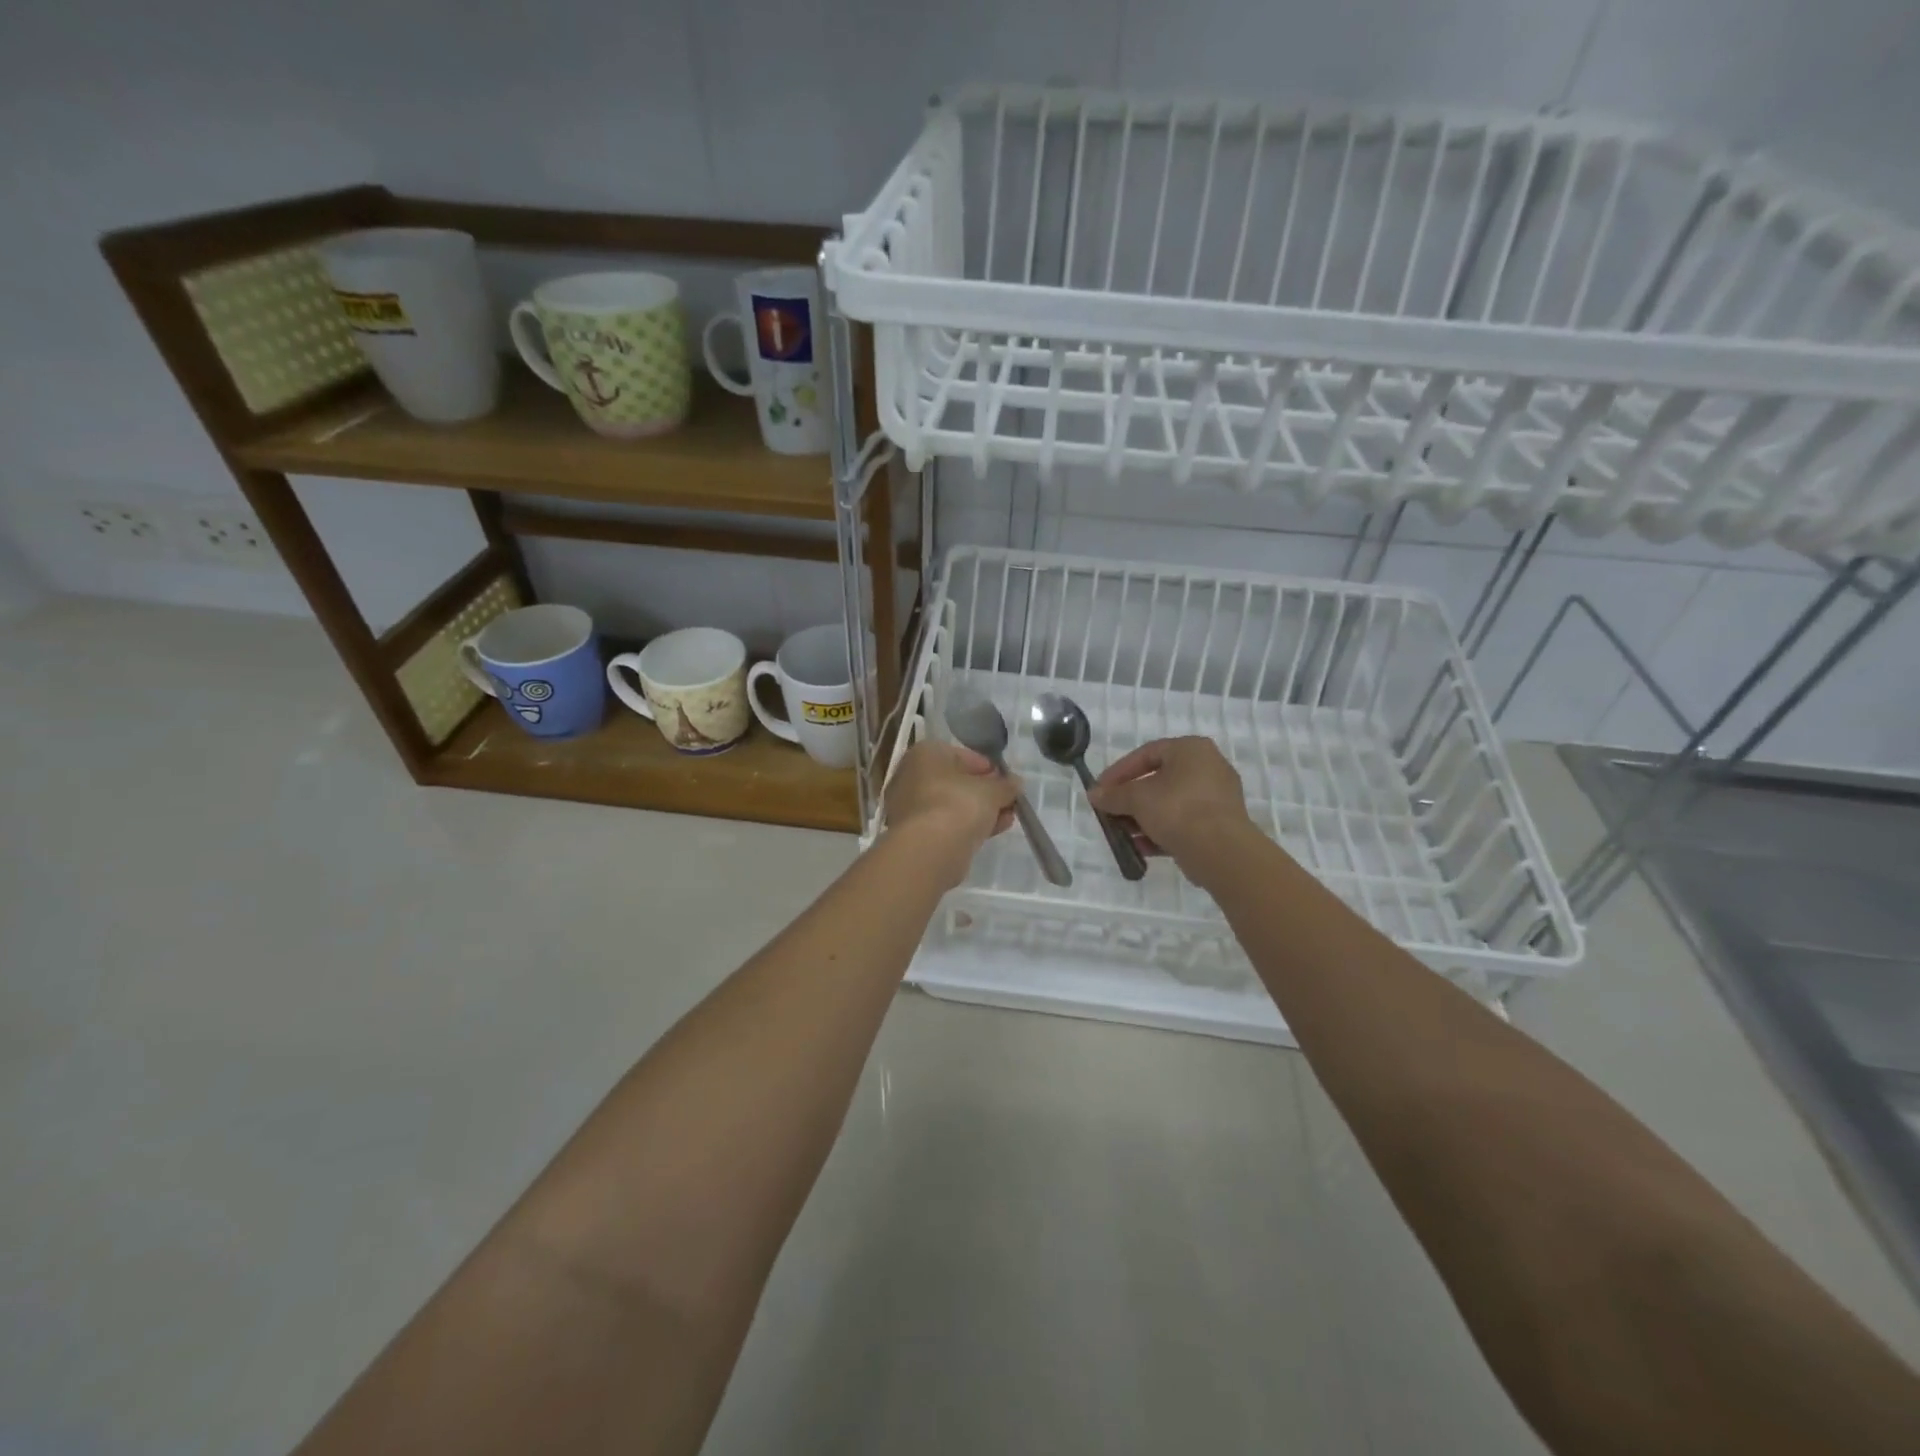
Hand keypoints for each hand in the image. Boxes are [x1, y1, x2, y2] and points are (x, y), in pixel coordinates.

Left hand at [884, 741, 1019, 887]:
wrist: (929, 849)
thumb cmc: (959, 804)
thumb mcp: (992, 791)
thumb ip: (1006, 786)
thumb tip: (1015, 783)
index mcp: (926, 754)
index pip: (963, 756)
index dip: (989, 768)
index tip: (1008, 782)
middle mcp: (911, 775)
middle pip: (957, 782)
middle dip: (985, 793)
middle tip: (1008, 802)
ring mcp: (909, 806)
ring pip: (952, 805)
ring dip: (980, 811)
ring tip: (1007, 819)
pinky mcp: (914, 834)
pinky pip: (945, 824)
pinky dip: (967, 826)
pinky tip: (992, 832)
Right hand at [1087, 736, 1254, 871]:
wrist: (1221, 851)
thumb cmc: (1177, 810)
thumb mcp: (1137, 798)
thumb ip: (1113, 795)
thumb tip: (1094, 794)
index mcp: (1191, 749)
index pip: (1146, 754)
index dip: (1118, 772)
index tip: (1100, 790)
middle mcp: (1208, 767)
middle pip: (1158, 780)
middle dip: (1130, 799)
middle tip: (1110, 812)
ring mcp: (1217, 797)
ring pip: (1170, 803)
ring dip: (1143, 818)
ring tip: (1123, 834)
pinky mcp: (1220, 824)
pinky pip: (1183, 822)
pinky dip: (1161, 831)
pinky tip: (1141, 847)